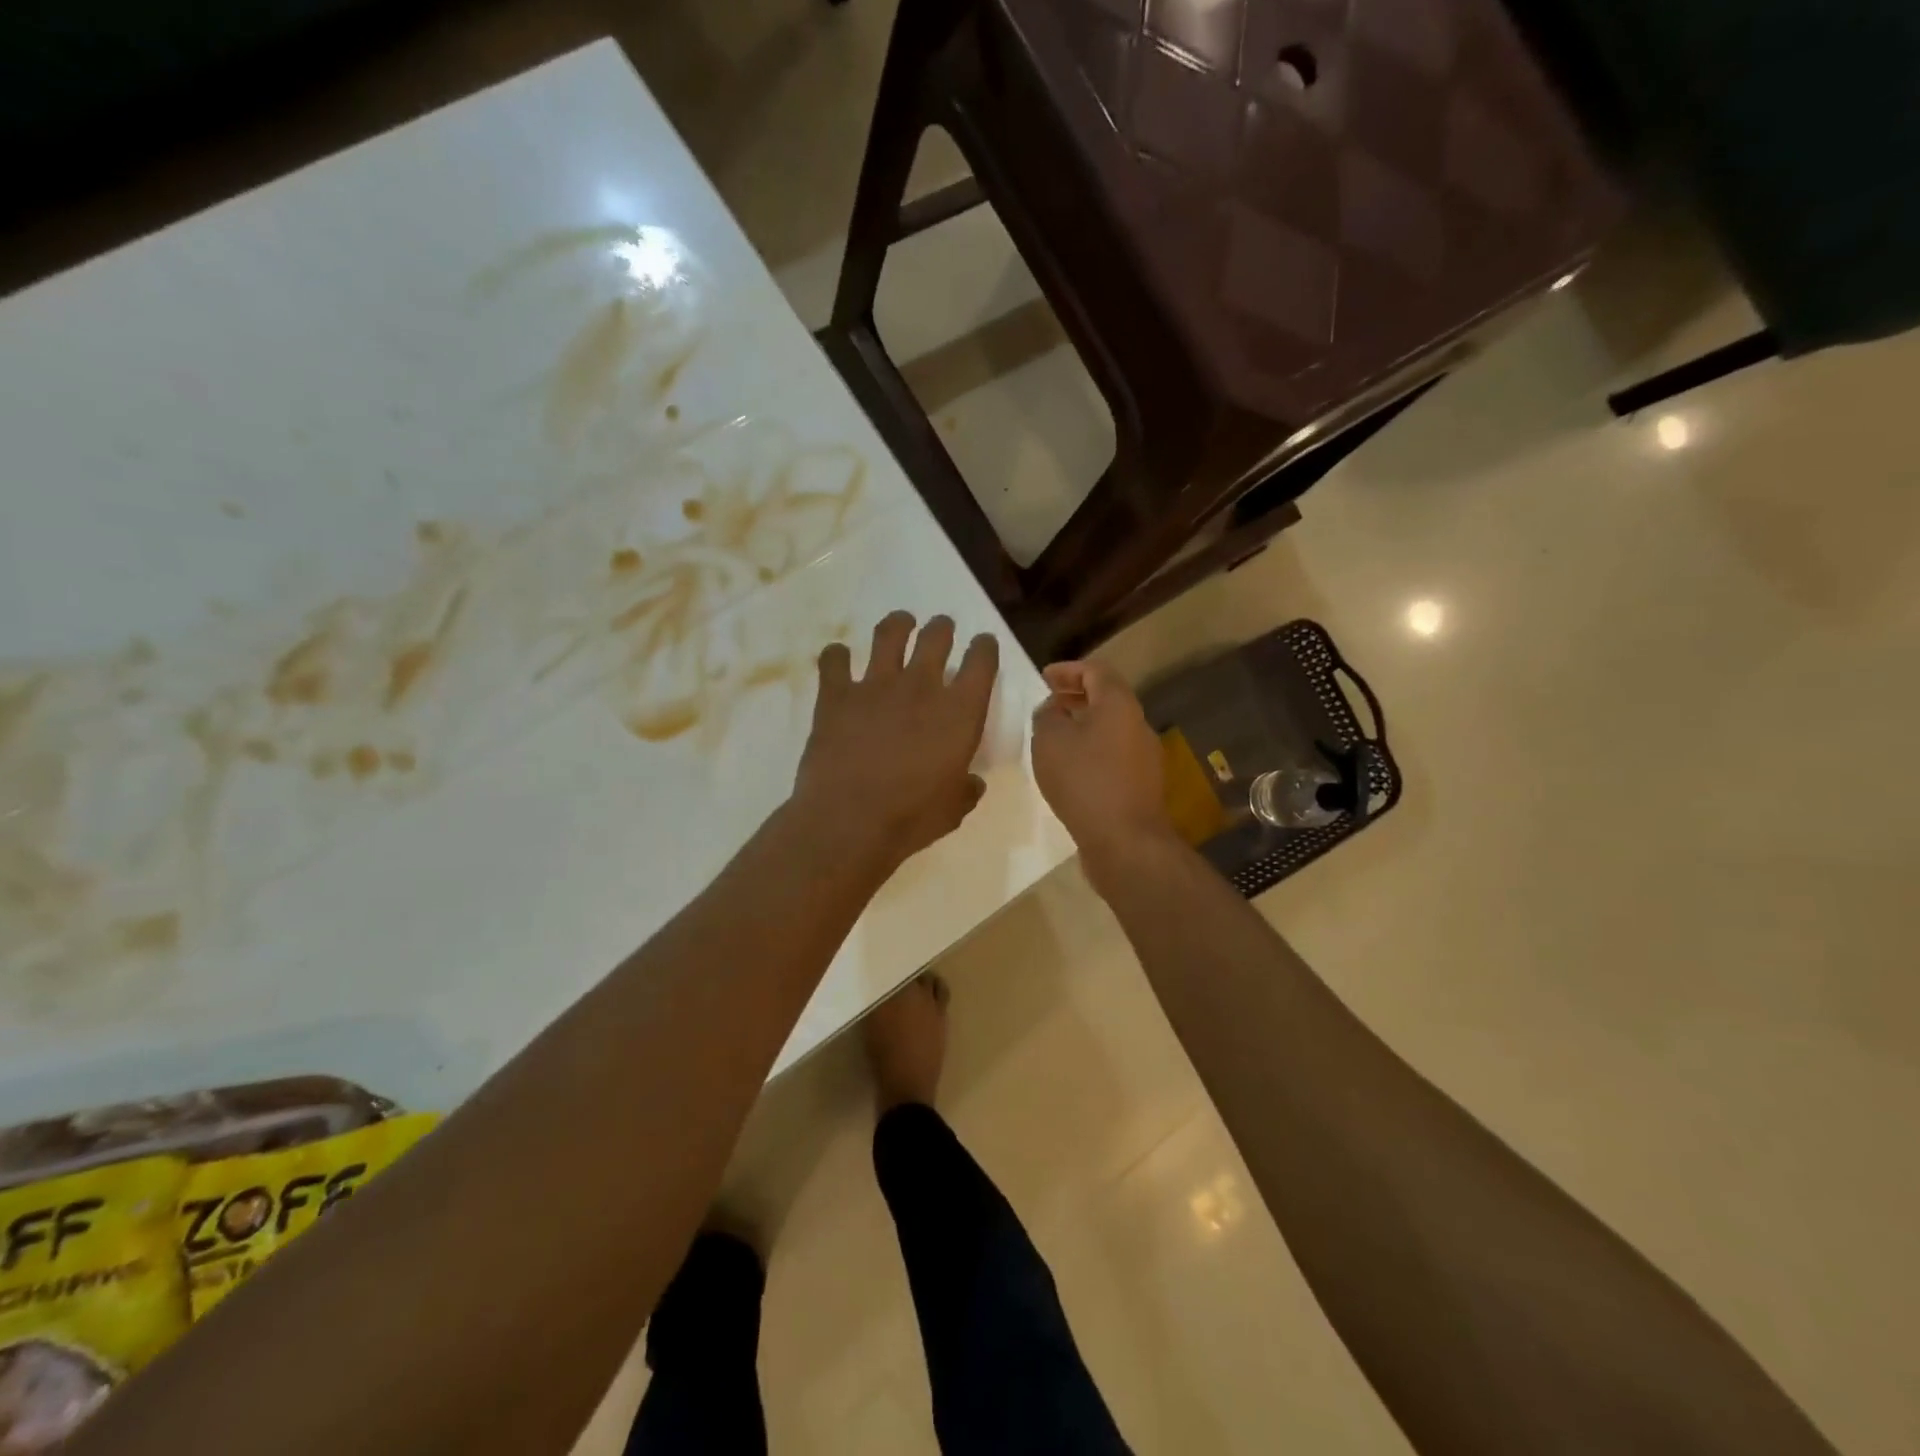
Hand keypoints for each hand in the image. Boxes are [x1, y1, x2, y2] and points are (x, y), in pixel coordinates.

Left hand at [793, 611, 998, 870]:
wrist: (849, 820)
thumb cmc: (911, 817)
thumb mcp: (954, 809)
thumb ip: (966, 789)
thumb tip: (971, 782)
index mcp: (959, 711)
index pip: (981, 661)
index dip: (984, 648)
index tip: (983, 645)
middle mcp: (921, 686)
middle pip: (936, 636)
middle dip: (942, 628)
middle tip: (941, 629)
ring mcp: (875, 685)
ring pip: (889, 634)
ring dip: (898, 624)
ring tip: (901, 624)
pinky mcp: (836, 695)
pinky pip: (834, 660)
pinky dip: (836, 656)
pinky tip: (839, 658)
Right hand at [1031, 660, 1175, 878]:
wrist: (1125, 840)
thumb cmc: (1084, 781)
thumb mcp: (1050, 741)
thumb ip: (1047, 716)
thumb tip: (1054, 709)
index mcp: (1119, 704)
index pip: (1096, 671)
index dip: (1068, 669)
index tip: (1043, 678)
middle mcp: (1138, 724)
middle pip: (1107, 699)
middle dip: (1075, 697)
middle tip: (1047, 704)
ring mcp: (1145, 756)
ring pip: (1111, 728)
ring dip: (1083, 726)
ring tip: (1054, 737)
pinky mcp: (1142, 784)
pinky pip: (1114, 755)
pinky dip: (1092, 751)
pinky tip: (1070, 769)